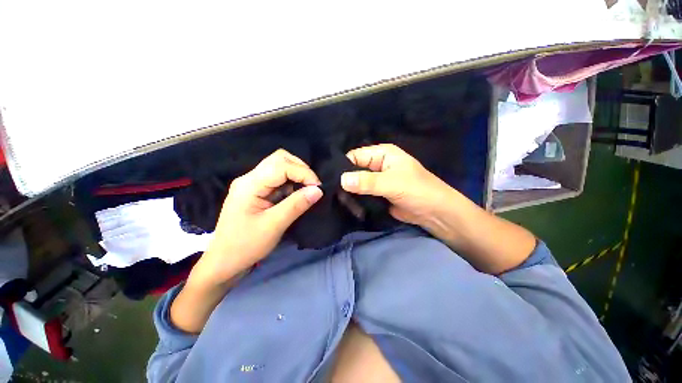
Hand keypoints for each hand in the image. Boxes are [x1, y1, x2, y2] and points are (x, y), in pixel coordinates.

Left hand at [191, 149, 322, 286]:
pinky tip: (295, 194)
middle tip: (313, 185)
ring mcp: (252, 184)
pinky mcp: (256, 191)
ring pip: (279, 166)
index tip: (318, 187)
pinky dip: (291, 182)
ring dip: (296, 175)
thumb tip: (318, 190)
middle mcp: (249, 178)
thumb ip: (296, 205)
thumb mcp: (274, 226)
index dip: (303, 172)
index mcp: (249, 185)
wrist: (224, 261)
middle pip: (279, 159)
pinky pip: (277, 179)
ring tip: (306, 190)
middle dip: (300, 169)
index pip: (280, 165)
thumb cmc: (246, 245)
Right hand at [341, 144, 454, 227]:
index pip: (355, 156)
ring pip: (356, 183)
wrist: (434, 213)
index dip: (342, 166)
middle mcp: (377, 164)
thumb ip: (367, 181)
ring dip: (349, 192)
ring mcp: (376, 180)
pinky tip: (347, 206)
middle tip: (332, 193)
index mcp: (382, 154)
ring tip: (339, 201)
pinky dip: (355, 200)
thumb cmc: (418, 191)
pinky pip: (362, 194)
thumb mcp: (392, 183)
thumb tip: (342, 180)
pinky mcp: (377, 194)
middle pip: (354, 170)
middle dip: (345, 181)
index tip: (330, 180)